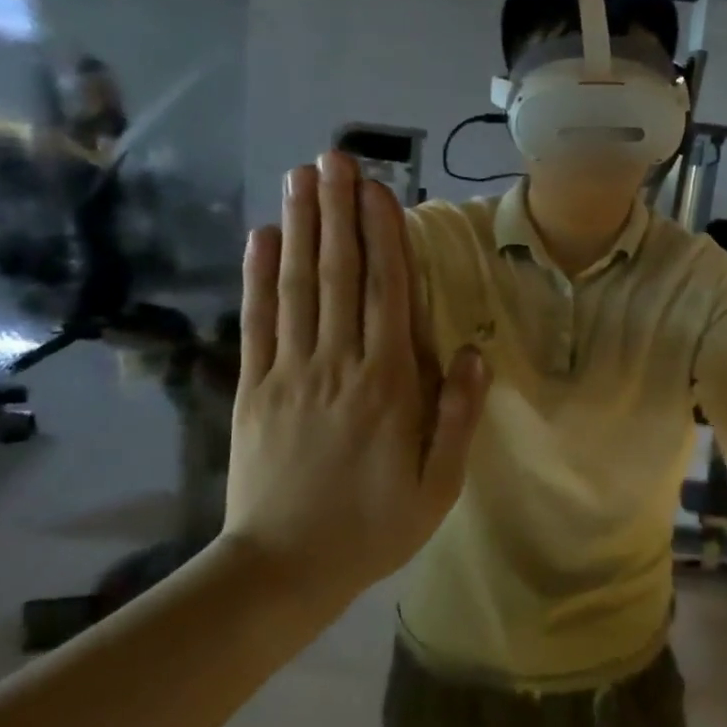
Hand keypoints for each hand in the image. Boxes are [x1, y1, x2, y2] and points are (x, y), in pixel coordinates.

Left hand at [222, 153, 488, 604]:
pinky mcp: (254, 389)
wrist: (283, 569)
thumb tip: (472, 353)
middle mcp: (338, 365)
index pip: (387, 294)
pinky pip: (257, 323)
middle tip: (334, 157)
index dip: (383, 236)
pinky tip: (261, 237)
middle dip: (337, 212)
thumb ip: (456, 417)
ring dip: (301, 228)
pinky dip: (257, 277)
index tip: (379, 188)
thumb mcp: (438, 486)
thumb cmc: (373, 527)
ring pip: (297, 287)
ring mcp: (289, 373)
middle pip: (339, 275)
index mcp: (387, 386)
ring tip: (301, 178)